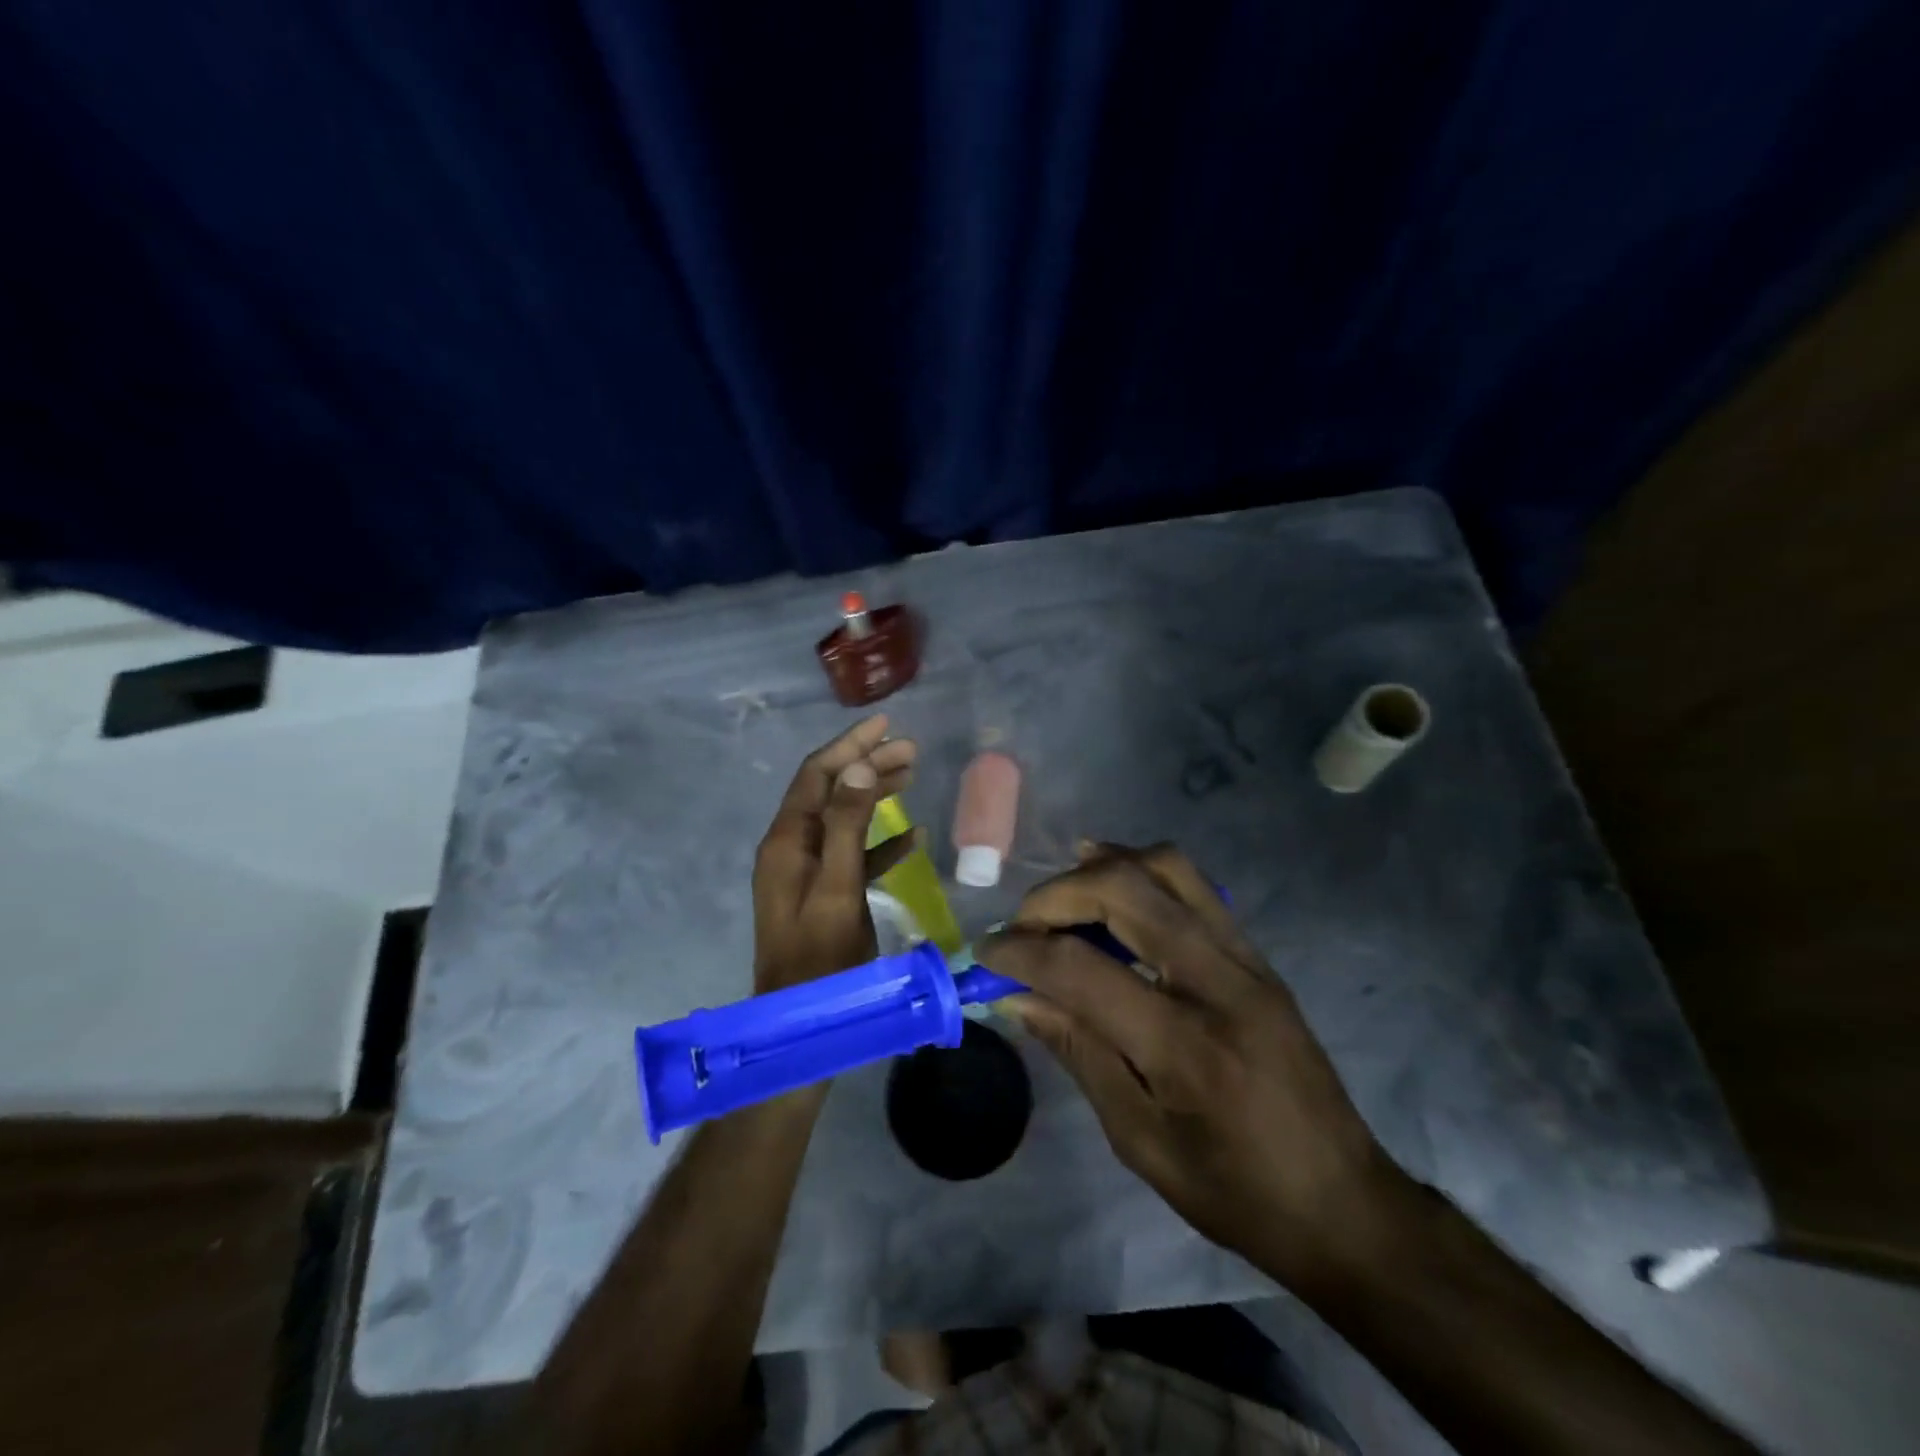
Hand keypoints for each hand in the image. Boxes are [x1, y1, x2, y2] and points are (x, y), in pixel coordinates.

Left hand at [752, 715, 919, 995]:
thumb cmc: (820, 956)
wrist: (803, 1022)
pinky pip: (855, 854)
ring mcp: (808, 871)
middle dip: (869, 764)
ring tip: (913, 775)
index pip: (817, 774)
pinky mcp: (826, 893)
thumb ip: (847, 824)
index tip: (887, 724)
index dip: (850, 745)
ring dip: (876, 795)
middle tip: (912, 749)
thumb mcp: (837, 887)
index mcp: (787, 840)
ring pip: (845, 818)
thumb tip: (860, 765)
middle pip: (832, 790)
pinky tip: (912, 835)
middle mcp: (793, 847)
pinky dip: (881, 840)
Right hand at [977, 843, 1407, 1282]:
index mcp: (1184, 1045)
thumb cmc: (1235, 1190)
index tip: (984, 953)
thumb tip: (1017, 996)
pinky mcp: (1255, 954)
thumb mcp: (1140, 1141)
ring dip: (1102, 867)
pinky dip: (1141, 871)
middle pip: (1124, 891)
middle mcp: (1217, 982)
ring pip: (1164, 867)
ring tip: (1062, 893)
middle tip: (1022, 925)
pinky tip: (1111, 887)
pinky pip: (1193, 884)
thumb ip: (1078, 1052)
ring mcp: (1244, 958)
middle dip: (1056, 896)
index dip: (1020, 952)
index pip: (1082, 969)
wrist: (1344, 1201)